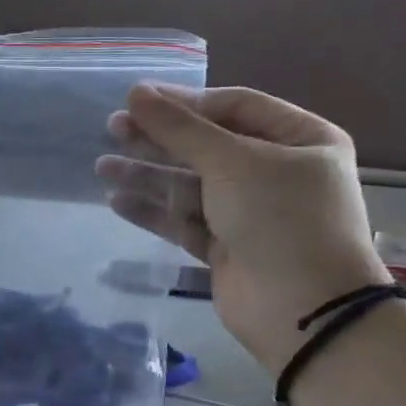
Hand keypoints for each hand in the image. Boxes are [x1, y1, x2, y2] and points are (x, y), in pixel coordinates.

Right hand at [97, 84, 389, 370]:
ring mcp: (251, 213)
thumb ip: (180, 129)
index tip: (138, 99)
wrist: (303, 313)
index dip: (185, 102)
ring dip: (148, 174)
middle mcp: (277, 172)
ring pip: (191, 184)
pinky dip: (154, 210)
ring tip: (102, 166)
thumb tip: (136, 92)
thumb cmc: (280, 219)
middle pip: (208, 146)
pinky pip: (185, 220)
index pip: (235, 107)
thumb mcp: (232, 162)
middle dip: (160, 138)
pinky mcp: (227, 248)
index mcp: (301, 140)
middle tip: (113, 127)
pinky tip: (117, 200)